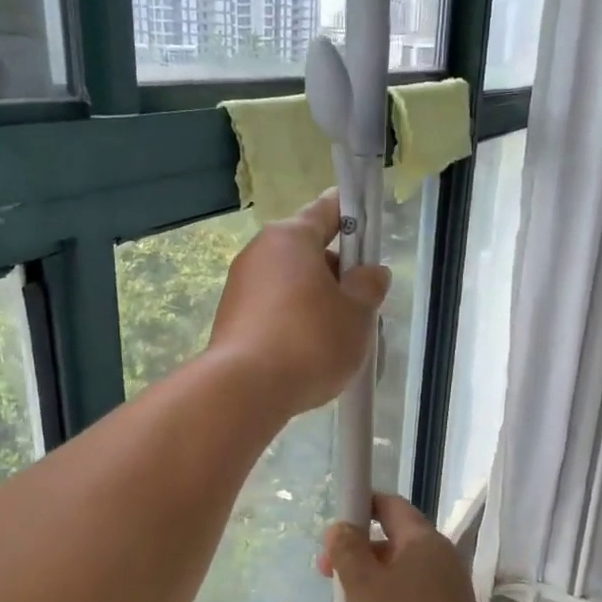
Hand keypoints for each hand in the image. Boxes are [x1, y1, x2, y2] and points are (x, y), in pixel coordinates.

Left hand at [208, 191, 390, 417]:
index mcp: (291, 238)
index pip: (328, 210)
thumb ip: (369, 287)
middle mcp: (260, 253)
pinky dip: (294, 324)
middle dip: (337, 275)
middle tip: (361, 306)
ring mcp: (240, 287)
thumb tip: (370, 273)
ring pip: (291, 286)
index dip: (353, 217)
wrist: (245, 391)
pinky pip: (274, 312)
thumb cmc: (310, 341)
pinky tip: (309, 355)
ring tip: (338, 339)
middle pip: (308, 252)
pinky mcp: (231, 320)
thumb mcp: (357, 314)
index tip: (368, 230)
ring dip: (316, 304)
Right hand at [318, 494, 489, 601]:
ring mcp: (448, 593)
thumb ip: (346, 550)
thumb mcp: (361, 584)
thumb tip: (341, 528)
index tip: (335, 525)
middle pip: (394, 542)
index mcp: (423, 541)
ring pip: (400, 575)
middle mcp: (441, 560)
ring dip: (370, 583)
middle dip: (358, 553)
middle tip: (327, 574)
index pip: (391, 506)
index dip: (362, 506)